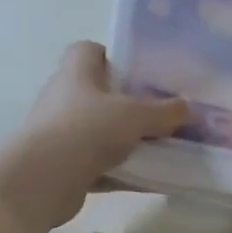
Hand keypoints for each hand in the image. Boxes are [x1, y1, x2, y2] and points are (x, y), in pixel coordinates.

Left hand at [0, 42, 187, 232]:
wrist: (44, 179)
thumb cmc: (88, 129)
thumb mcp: (136, 116)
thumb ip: (164, 111)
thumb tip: (187, 108)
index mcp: (75, 72)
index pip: (88, 51)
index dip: (112, 57)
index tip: (138, 74)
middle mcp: (62, 98)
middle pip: (97, 94)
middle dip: (126, 104)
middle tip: (157, 115)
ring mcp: (59, 133)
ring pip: (98, 131)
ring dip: (123, 140)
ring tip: (157, 149)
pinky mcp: (61, 165)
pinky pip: (97, 164)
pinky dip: (119, 171)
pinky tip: (146, 180)